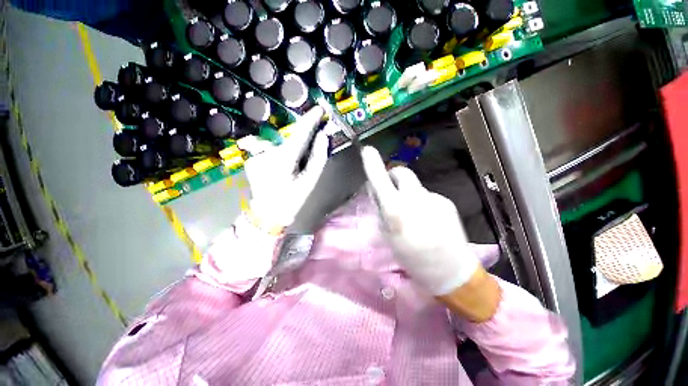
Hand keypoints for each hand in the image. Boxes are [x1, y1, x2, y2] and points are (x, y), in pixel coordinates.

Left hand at [245, 107, 327, 230]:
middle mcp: (267, 153)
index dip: (310, 120)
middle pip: (289, 139)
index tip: (319, 109)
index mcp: (284, 160)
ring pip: (280, 145)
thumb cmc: (292, 199)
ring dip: (289, 152)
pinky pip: (270, 151)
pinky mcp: (251, 159)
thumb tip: (322, 136)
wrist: (268, 214)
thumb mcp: (310, 181)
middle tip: (307, 156)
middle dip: (301, 141)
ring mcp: (256, 155)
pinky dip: (279, 156)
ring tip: (291, 170)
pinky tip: (279, 170)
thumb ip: (318, 157)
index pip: (300, 134)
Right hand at [361, 146, 479, 295]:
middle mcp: (415, 199)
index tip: (367, 150)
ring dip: (408, 193)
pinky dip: (422, 202)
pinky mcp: (446, 201)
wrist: (450, 271)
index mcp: (396, 210)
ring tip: (413, 214)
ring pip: (415, 186)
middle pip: (402, 172)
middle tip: (392, 190)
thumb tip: (378, 192)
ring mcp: (433, 198)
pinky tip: (428, 219)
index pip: (380, 180)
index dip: (372, 164)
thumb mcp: (387, 235)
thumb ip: (382, 210)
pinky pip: (427, 195)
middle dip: (393, 176)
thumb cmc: (411, 257)